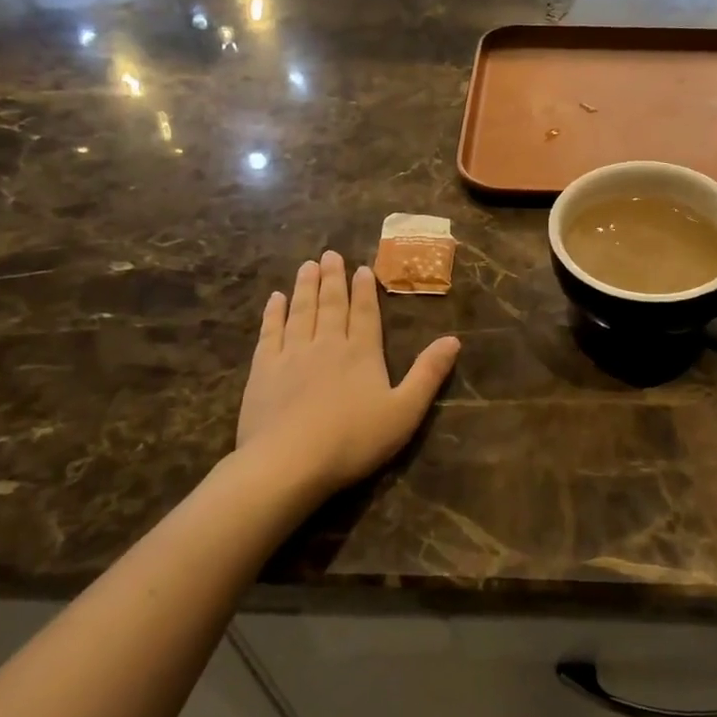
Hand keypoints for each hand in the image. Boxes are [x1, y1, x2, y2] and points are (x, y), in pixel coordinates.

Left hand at [236, 251, 460, 494]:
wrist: (288, 462)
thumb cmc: (353, 440)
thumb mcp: (405, 412)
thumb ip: (428, 374)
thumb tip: (454, 339)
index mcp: (362, 353)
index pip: (365, 312)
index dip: (364, 289)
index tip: (361, 268)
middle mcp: (327, 344)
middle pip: (331, 304)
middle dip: (333, 278)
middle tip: (330, 254)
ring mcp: (291, 354)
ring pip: (301, 311)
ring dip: (305, 287)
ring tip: (307, 266)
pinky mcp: (263, 369)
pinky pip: (269, 331)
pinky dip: (274, 312)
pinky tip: (275, 299)